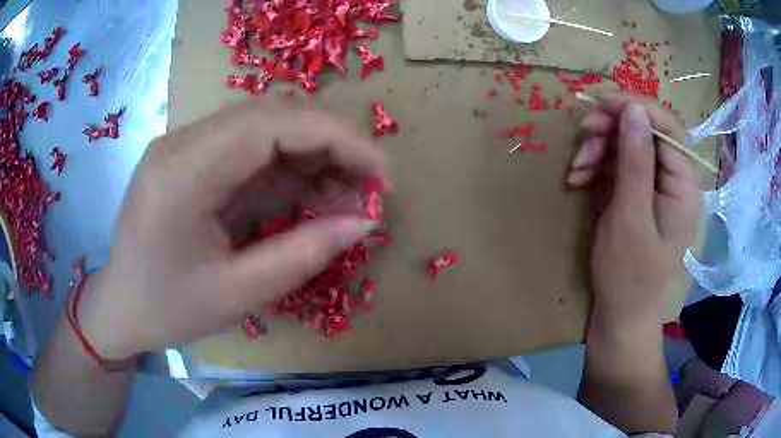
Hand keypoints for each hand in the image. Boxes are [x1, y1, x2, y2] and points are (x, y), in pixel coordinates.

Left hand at [77, 98, 387, 359]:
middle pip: (271, 115)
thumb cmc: (168, 310)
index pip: (271, 124)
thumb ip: (305, 253)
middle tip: (368, 187)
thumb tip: (364, 221)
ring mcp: (183, 145)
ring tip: (343, 197)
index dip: (337, 138)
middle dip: (331, 144)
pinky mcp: (190, 156)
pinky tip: (308, 195)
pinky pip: (249, 147)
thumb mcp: (239, 294)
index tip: (381, 172)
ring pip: (265, 126)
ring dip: (313, 155)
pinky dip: (288, 167)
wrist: (120, 306)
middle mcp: (180, 143)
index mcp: (181, 174)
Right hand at [568, 92, 700, 329]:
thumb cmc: (629, 275)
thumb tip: (634, 109)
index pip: (668, 127)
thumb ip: (636, 163)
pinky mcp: (635, 192)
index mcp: (683, 185)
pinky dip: (595, 165)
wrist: (619, 313)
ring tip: (576, 168)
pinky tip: (577, 179)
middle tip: (583, 134)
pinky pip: (616, 163)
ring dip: (599, 147)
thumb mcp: (630, 218)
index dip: (636, 107)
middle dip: (612, 128)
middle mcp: (672, 179)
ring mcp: (652, 185)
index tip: (600, 102)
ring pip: (626, 144)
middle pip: (645, 131)